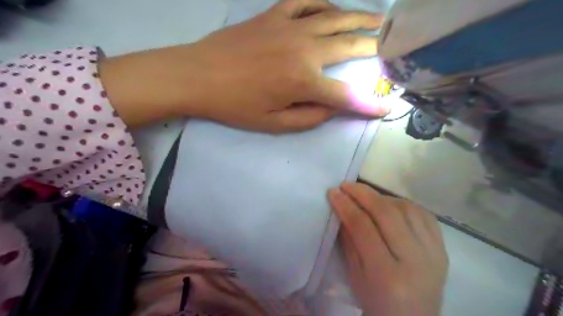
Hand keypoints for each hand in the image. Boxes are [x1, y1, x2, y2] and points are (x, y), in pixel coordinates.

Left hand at [97, 0, 386, 130]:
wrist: (198, 76)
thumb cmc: (235, 105)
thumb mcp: (274, 124)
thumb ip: (309, 117)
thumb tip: (333, 107)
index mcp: (303, 81)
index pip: (347, 96)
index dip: (369, 104)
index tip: (387, 107)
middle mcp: (304, 49)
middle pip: (349, 47)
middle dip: (375, 49)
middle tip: (392, 48)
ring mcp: (290, 26)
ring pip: (335, 17)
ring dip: (360, 18)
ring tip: (379, 19)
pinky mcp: (274, 15)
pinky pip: (306, 1)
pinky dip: (324, 2)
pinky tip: (333, 7)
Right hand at [328, 183, 446, 315]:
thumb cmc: (377, 302)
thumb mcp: (355, 274)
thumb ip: (349, 239)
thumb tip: (343, 207)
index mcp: (386, 275)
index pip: (363, 227)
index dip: (346, 206)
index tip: (334, 192)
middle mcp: (414, 261)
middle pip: (387, 214)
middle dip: (363, 194)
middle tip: (347, 185)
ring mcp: (434, 253)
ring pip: (406, 209)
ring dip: (382, 196)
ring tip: (366, 195)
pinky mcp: (443, 249)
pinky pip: (423, 214)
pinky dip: (403, 204)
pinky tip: (390, 203)